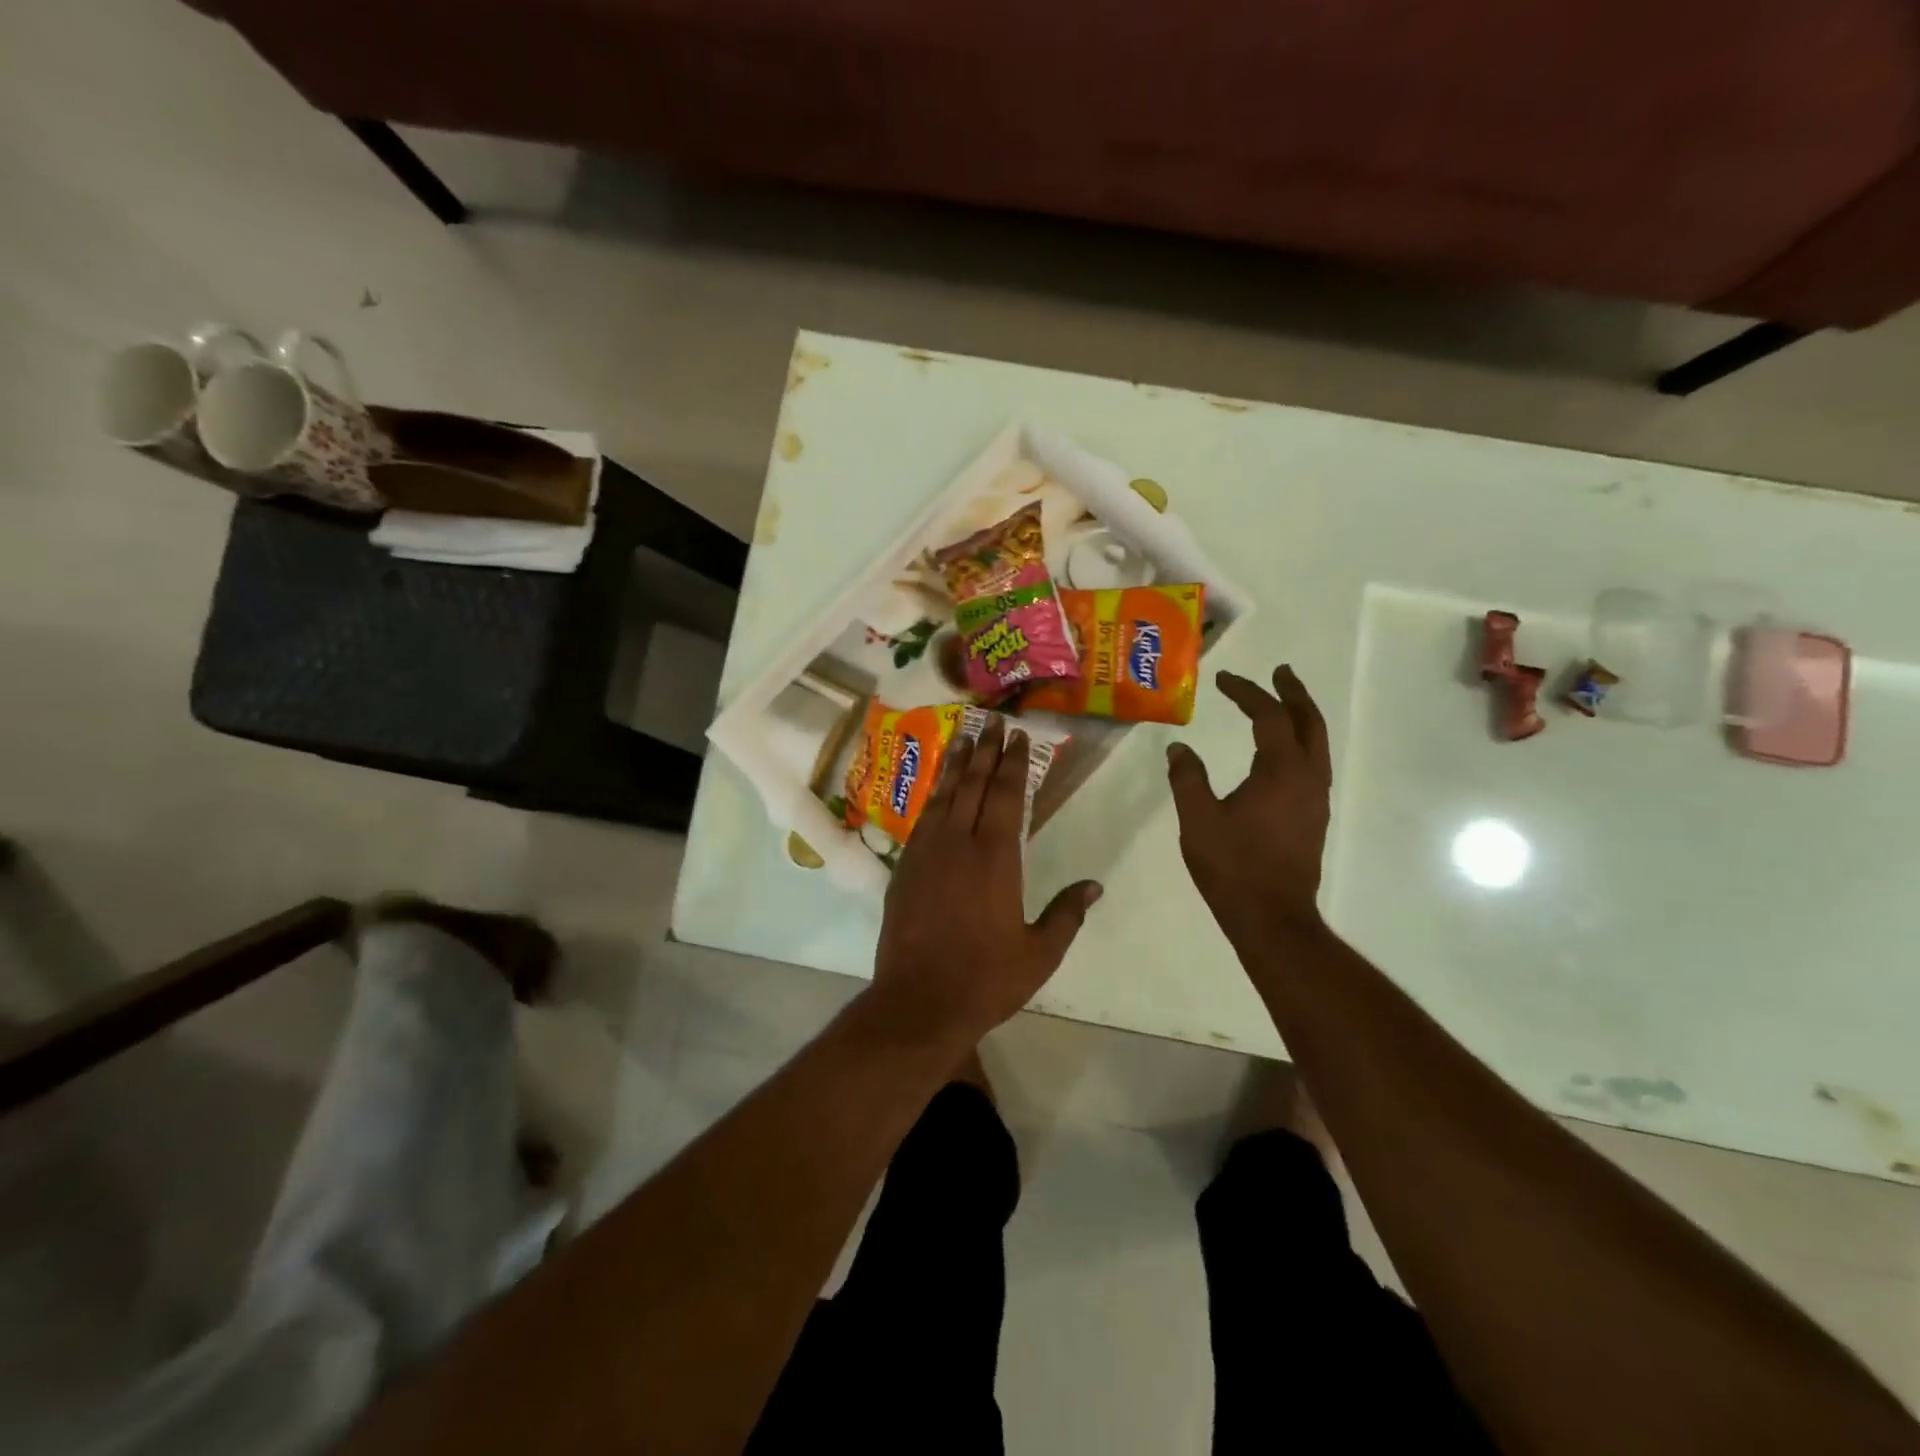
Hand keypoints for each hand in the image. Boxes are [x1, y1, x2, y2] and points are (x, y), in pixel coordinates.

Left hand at [869, 721, 1101, 1047]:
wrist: (918, 1002)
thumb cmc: (986, 980)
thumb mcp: (1039, 953)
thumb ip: (1067, 914)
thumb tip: (1094, 885)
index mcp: (996, 858)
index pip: (1008, 796)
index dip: (1014, 763)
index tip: (1019, 736)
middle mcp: (959, 844)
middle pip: (975, 785)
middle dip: (986, 751)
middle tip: (992, 722)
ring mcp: (926, 853)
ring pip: (944, 795)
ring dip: (956, 764)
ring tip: (964, 737)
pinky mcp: (904, 868)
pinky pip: (923, 818)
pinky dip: (934, 795)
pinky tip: (939, 788)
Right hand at [1166, 665, 1331, 942]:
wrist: (1272, 917)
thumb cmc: (1233, 866)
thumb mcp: (1198, 819)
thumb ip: (1187, 778)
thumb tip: (1178, 748)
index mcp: (1281, 771)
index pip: (1268, 717)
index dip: (1246, 693)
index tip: (1222, 681)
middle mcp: (1308, 778)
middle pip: (1309, 722)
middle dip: (1293, 693)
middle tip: (1279, 672)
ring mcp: (1316, 799)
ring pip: (1317, 744)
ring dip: (1301, 717)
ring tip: (1283, 702)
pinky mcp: (1314, 817)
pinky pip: (1313, 764)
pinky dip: (1300, 743)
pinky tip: (1281, 751)